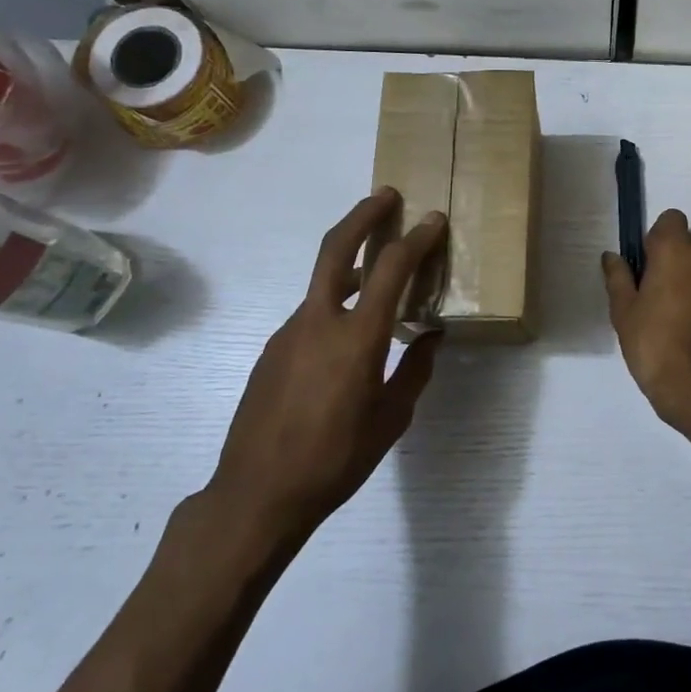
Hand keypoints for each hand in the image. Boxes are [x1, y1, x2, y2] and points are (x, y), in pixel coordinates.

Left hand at [206, 189, 447, 548]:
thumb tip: (431, 337)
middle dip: (363, 215)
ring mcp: (288, 333)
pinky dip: (336, 304)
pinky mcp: (272, 350)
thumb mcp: (391, 419)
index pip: (391, 269)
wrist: (256, 495)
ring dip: (352, 265)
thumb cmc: (336, 459)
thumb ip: (414, 370)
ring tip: (380, 273)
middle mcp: (318, 322)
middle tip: (386, 196)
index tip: (434, 220)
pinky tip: (349, 335)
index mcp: (356, 338)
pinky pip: (311, 314)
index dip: (417, 239)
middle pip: (336, 248)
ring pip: (323, 283)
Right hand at [602, 209, 690, 428]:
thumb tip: (611, 257)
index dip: (656, 237)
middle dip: (675, 257)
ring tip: (674, 309)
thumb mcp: (624, 311)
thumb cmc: (652, 342)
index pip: (670, 219)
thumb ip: (618, 277)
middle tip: (655, 290)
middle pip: (690, 241)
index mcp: (677, 250)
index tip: (646, 264)